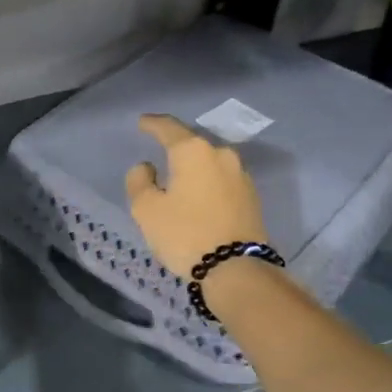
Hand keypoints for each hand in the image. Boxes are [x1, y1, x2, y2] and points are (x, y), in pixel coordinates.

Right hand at [124, 114, 269, 278]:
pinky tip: (198, 198)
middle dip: (175, 149)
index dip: (152, 124)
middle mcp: (221, 154)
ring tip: (179, 181)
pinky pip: (221, 181)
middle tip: (159, 156)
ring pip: (209, 163)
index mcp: (193, 152)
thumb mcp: (146, 209)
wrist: (235, 269)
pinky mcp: (251, 196)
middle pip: (192, 145)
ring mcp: (240, 174)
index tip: (142, 122)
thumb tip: (147, 167)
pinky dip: (207, 184)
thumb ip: (139, 181)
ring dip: (193, 169)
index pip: (168, 128)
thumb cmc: (185, 234)